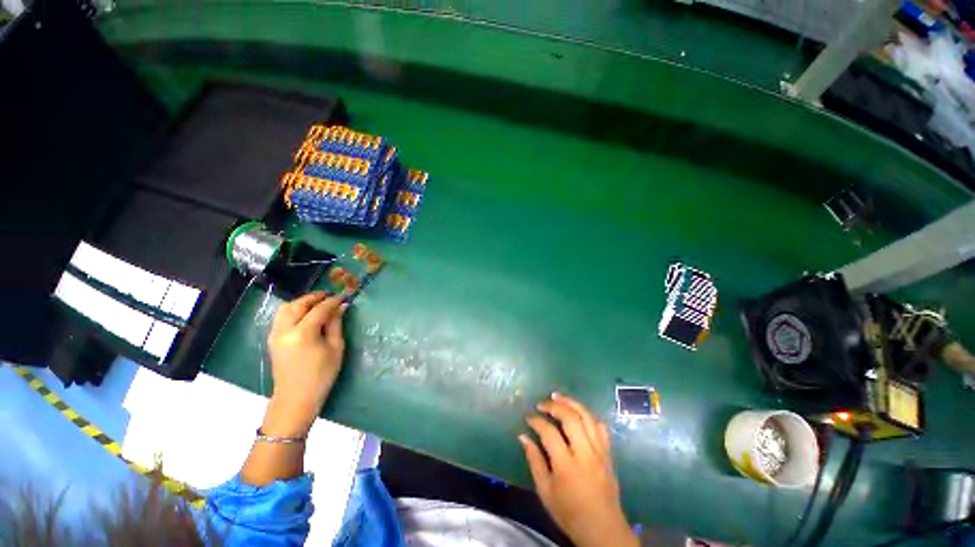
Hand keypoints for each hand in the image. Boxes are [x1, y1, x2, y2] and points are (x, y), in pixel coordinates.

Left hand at [263, 291, 346, 436]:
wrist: (296, 398)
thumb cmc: (321, 374)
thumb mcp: (335, 348)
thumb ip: (336, 324)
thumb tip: (341, 306)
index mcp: (303, 333)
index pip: (319, 309)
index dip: (333, 301)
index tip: (344, 296)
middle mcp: (285, 330)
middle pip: (298, 304)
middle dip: (315, 297)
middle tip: (330, 296)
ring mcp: (275, 334)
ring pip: (286, 308)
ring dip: (302, 302)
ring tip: (317, 303)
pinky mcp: (272, 339)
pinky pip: (281, 317)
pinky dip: (293, 310)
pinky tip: (305, 314)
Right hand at [520, 393, 637, 546]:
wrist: (603, 529)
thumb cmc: (569, 512)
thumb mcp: (545, 491)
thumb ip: (534, 461)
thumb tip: (522, 436)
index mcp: (566, 465)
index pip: (549, 432)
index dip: (536, 421)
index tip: (528, 417)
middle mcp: (585, 453)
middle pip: (570, 417)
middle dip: (554, 405)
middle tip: (542, 403)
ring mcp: (599, 451)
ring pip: (586, 416)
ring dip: (571, 402)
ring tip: (557, 396)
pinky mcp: (608, 453)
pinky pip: (600, 426)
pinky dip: (588, 415)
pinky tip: (578, 412)